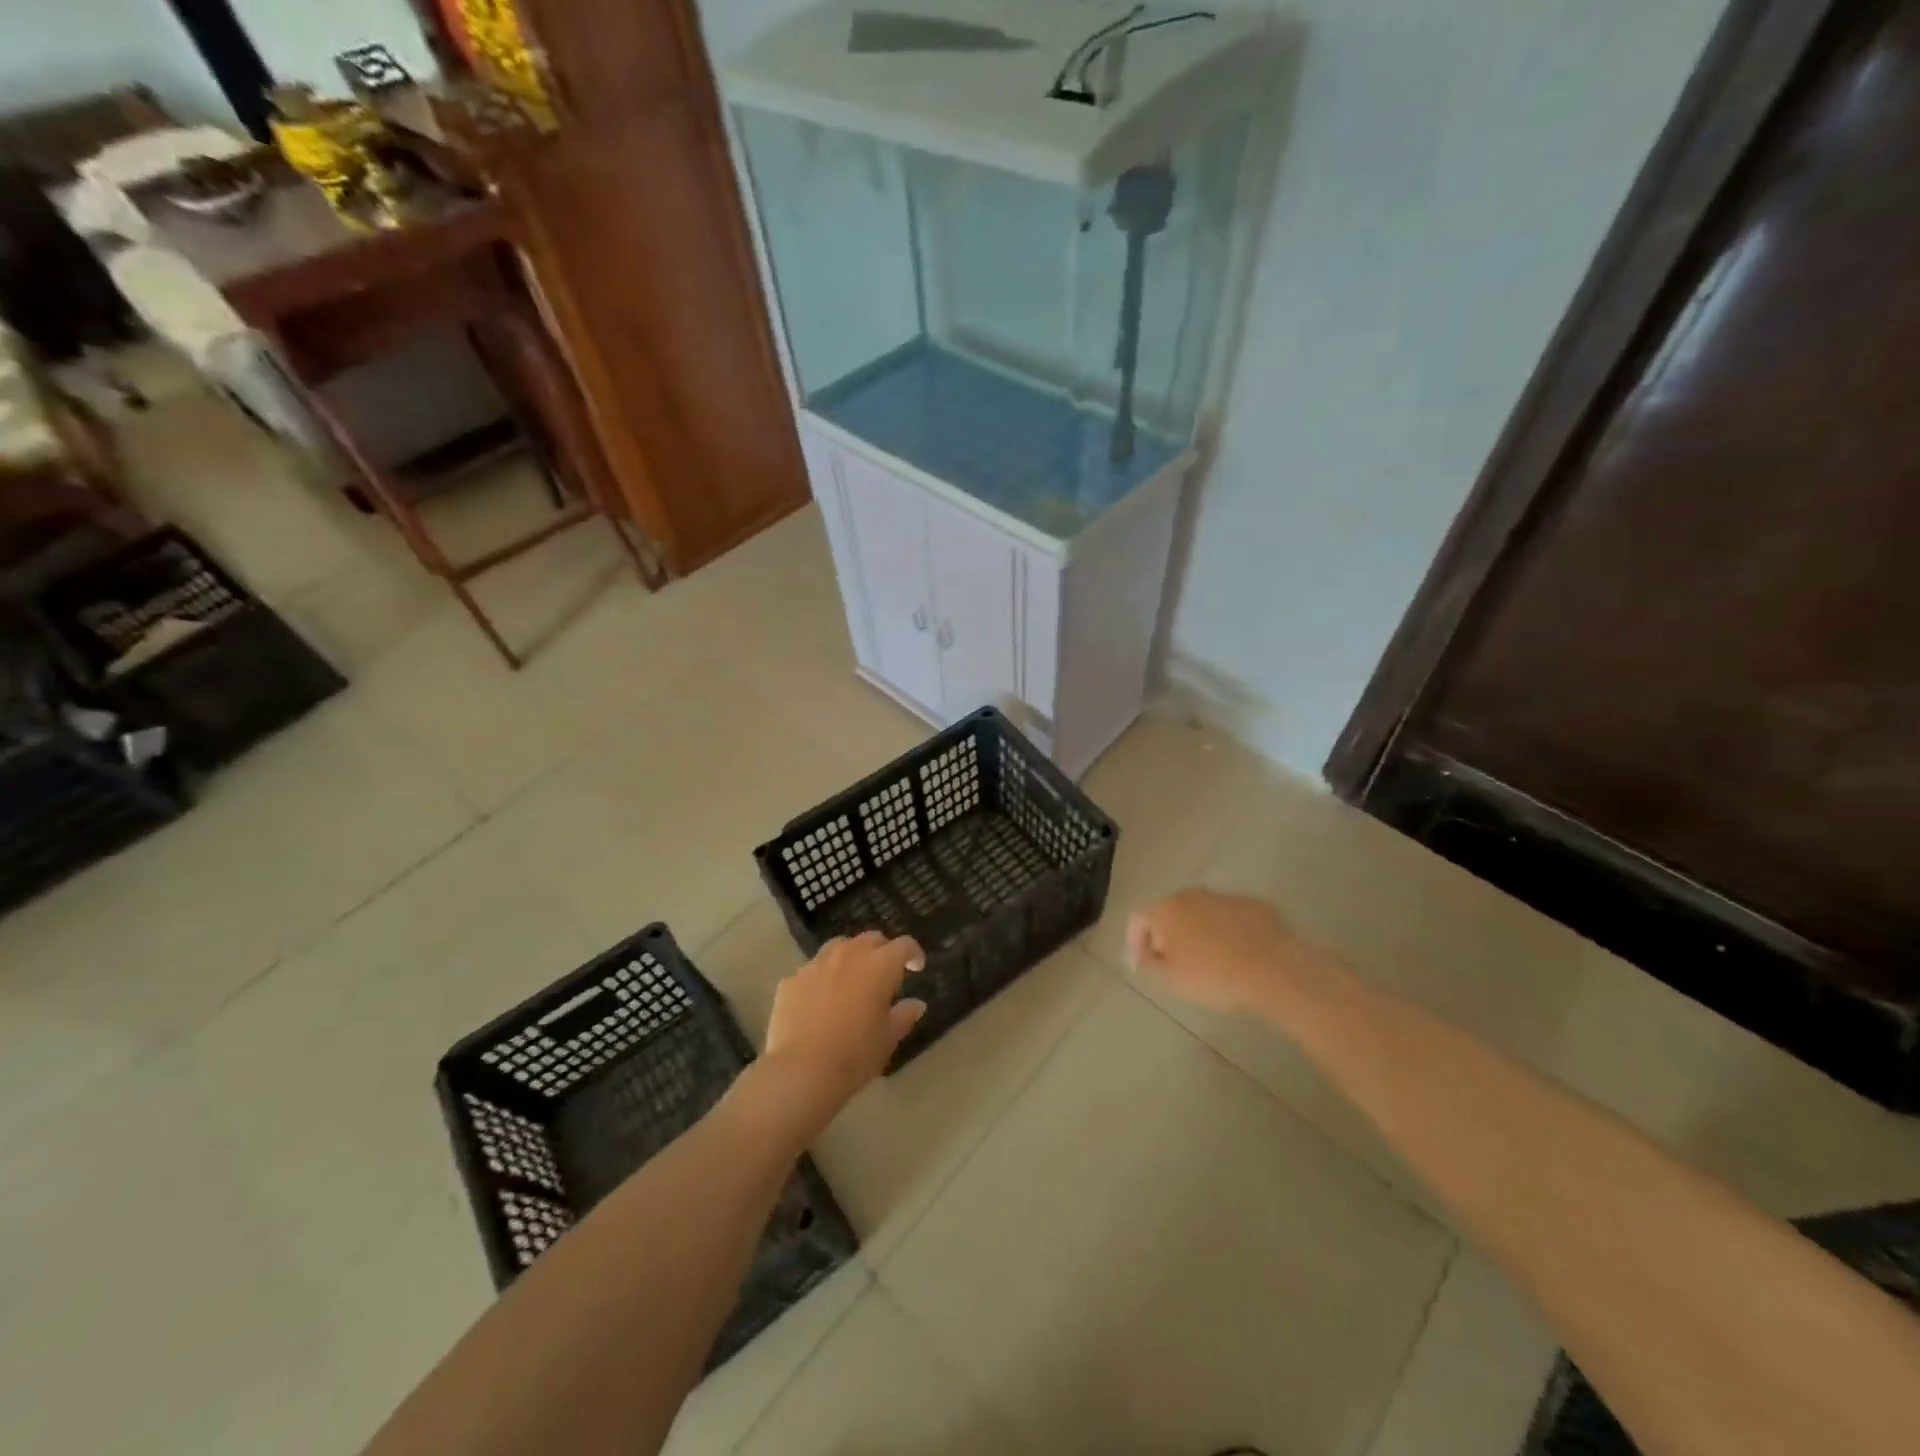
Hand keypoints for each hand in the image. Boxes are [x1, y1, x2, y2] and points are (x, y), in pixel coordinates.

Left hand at [757, 931, 925, 1135]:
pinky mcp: (792, 979)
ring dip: (850, 957)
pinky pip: (812, 970)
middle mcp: (849, 955)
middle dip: (881, 950)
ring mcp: (817, 964)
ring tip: (851, 979)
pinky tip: (819, 1000)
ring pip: (838, 947)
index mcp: (880, 966)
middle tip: (884, 973)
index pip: (904, 945)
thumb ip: (904, 1016)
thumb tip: (916, 1004)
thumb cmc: (855, 1055)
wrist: (801, 1071)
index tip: (916, 967)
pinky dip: (821, 978)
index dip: (913, 953)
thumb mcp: (888, 1039)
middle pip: (871, 939)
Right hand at [1127, 889, 1340, 1016]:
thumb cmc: (1213, 976)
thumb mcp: (1170, 979)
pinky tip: (1240, 955)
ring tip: (1211, 960)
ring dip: (1200, 931)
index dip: (1135, 941)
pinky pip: (1232, 917)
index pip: (1138, 919)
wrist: (1274, 970)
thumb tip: (1144, 953)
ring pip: (1203, 912)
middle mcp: (1192, 895)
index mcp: (1165, 910)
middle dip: (1169, 934)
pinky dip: (1229, 931)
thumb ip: (1148, 963)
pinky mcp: (1255, 904)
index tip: (1143, 964)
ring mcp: (1225, 897)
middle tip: (1176, 962)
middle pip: (1170, 911)